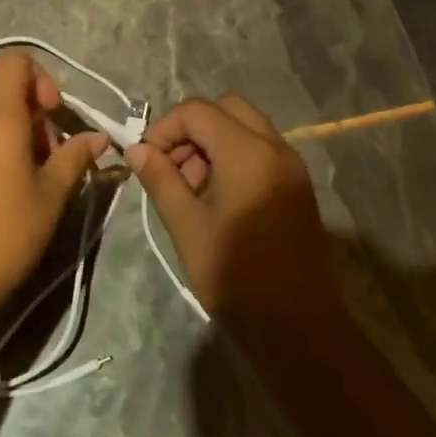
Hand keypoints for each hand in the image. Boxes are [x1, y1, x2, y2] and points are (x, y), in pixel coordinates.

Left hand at [0, 52, 107, 343]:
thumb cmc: (5, 233)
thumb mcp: (51, 195)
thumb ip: (75, 157)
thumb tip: (97, 137)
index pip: (14, 61)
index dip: (40, 78)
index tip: (54, 116)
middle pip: (7, 95)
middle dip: (37, 119)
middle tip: (53, 163)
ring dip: (18, 138)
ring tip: (32, 183)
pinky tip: (4, 194)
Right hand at [126, 95, 335, 333]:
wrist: (299, 328)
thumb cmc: (237, 277)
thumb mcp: (187, 227)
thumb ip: (161, 179)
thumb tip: (137, 149)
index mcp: (247, 153)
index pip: (197, 111)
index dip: (165, 128)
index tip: (147, 161)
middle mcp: (275, 147)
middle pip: (225, 108)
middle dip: (191, 129)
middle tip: (172, 168)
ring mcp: (291, 165)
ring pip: (245, 126)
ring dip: (212, 142)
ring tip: (191, 188)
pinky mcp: (297, 185)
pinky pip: (260, 149)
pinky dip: (234, 156)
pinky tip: (217, 198)